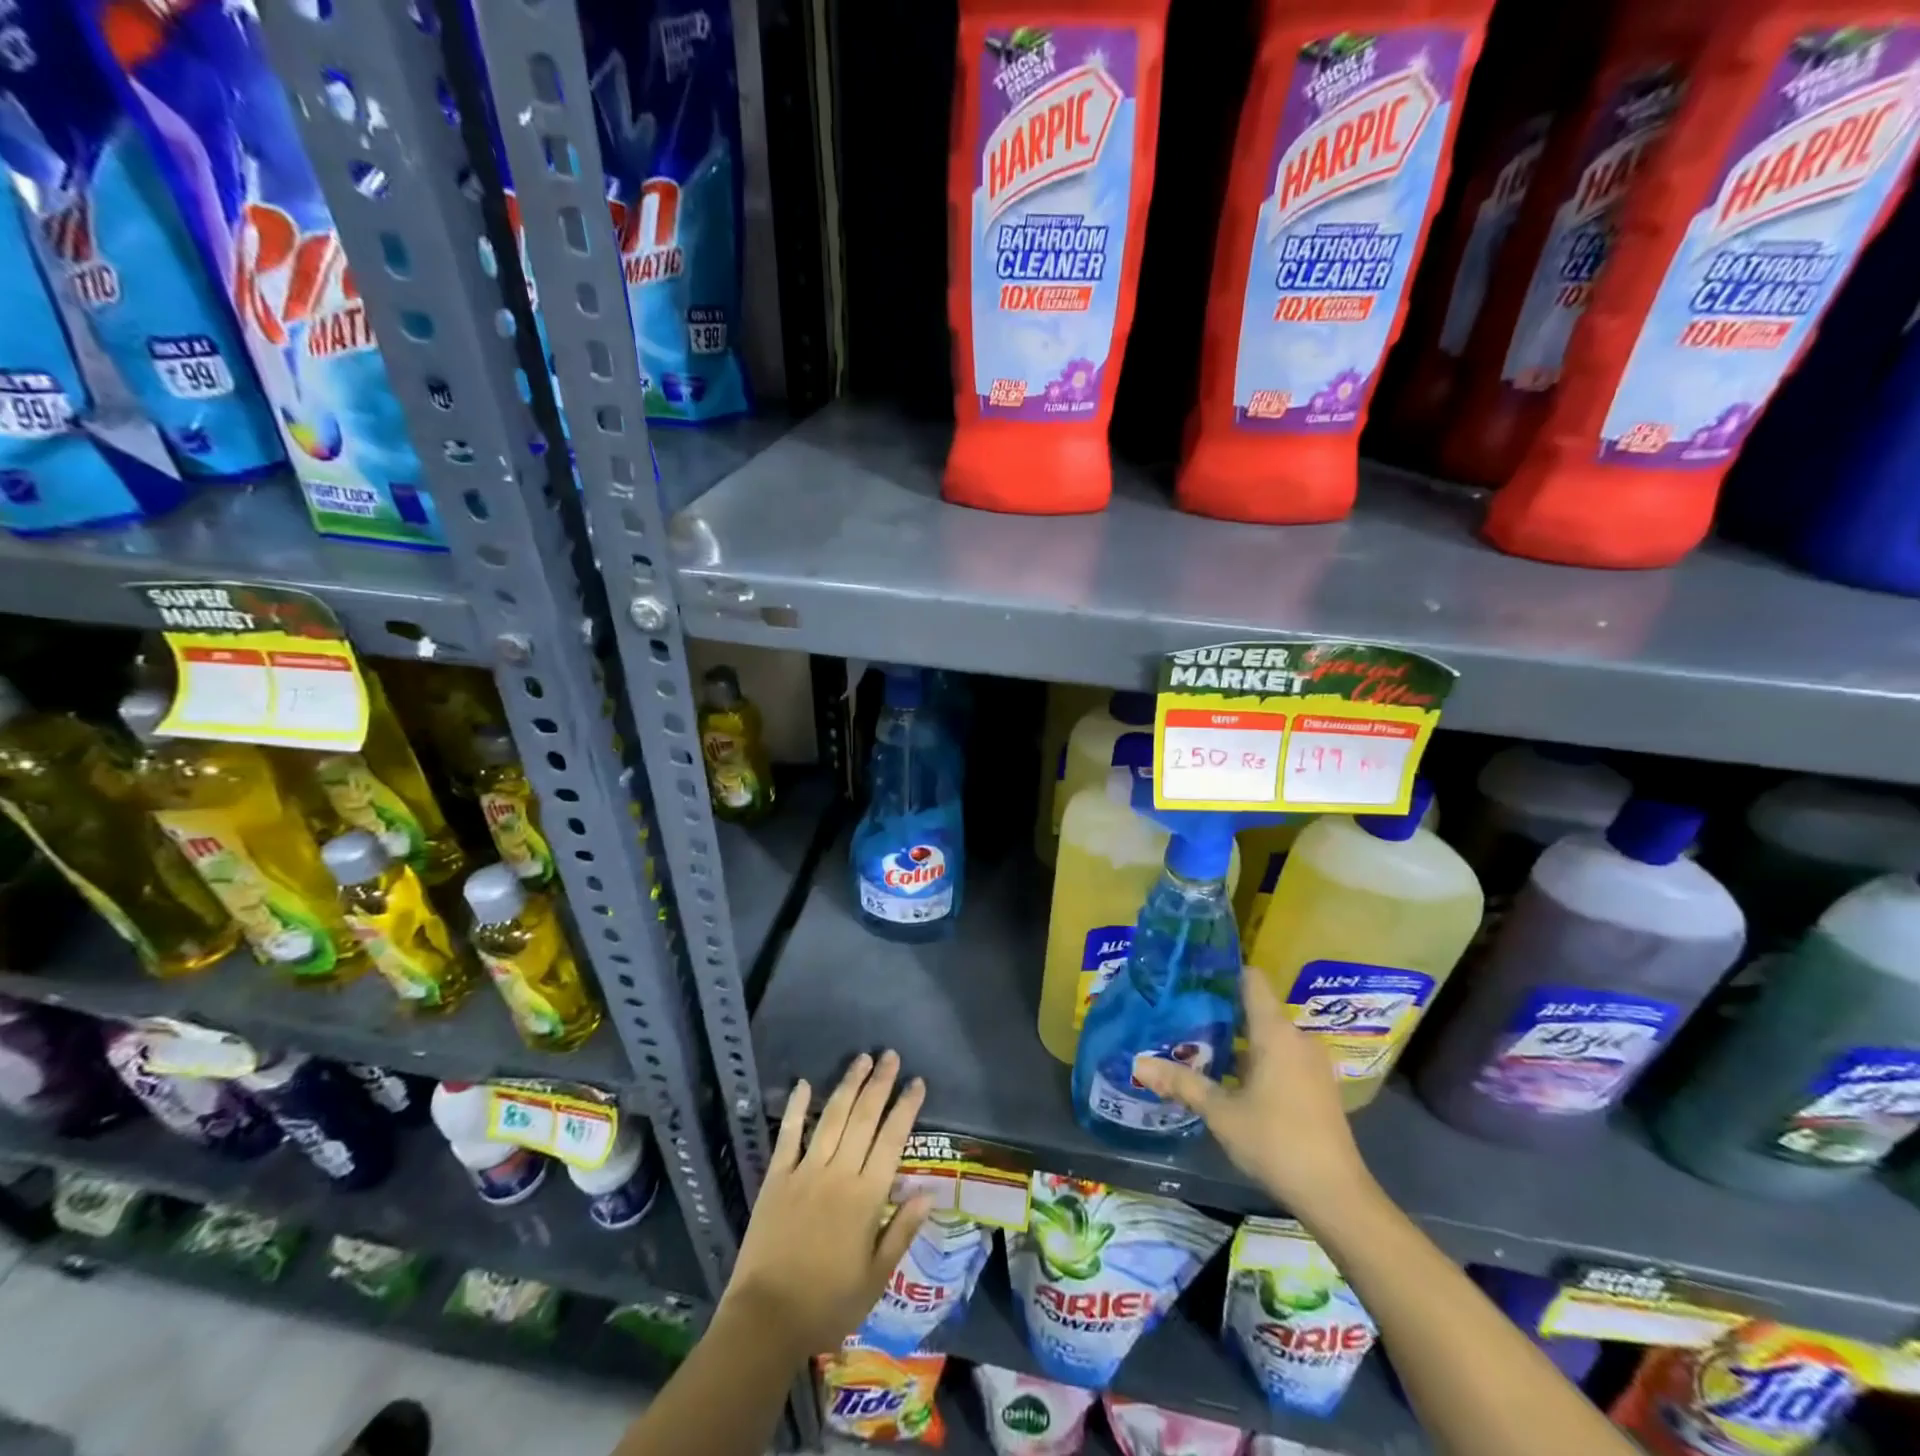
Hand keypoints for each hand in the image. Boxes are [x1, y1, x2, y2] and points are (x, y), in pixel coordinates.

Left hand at [722, 1051, 933, 1359]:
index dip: (905, 1108)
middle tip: (890, 1055)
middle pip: (863, 1118)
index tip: (917, 1082)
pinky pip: (789, 1135)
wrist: (765, 1320)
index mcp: (866, 1197)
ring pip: (831, 1118)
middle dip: (880, 1084)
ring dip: (848, 1085)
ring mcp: (805, 1172)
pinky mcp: (777, 1178)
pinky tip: (804, 1083)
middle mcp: (838, 1174)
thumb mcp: (875, 1278)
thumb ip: (902, 1230)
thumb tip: (929, 1191)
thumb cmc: (827, 1303)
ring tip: (862, 1059)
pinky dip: (796, 1107)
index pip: (892, 1140)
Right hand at [1135, 971, 1373, 1218]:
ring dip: (1237, 1041)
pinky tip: (1230, 1079)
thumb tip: (1138, 1064)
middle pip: (1256, 1008)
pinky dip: (1256, 1060)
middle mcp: (1297, 1038)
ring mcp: (1311, 1063)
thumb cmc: (1276, 1142)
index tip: (1193, 977)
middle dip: (1220, 1012)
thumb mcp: (1221, 1112)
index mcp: (1276, 1032)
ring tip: (1199, 1046)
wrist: (1336, 1196)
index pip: (1251, 980)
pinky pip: (1281, 1057)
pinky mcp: (1318, 1086)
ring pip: (1268, 1036)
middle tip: (1182, 1016)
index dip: (1223, 973)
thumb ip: (1182, 1083)